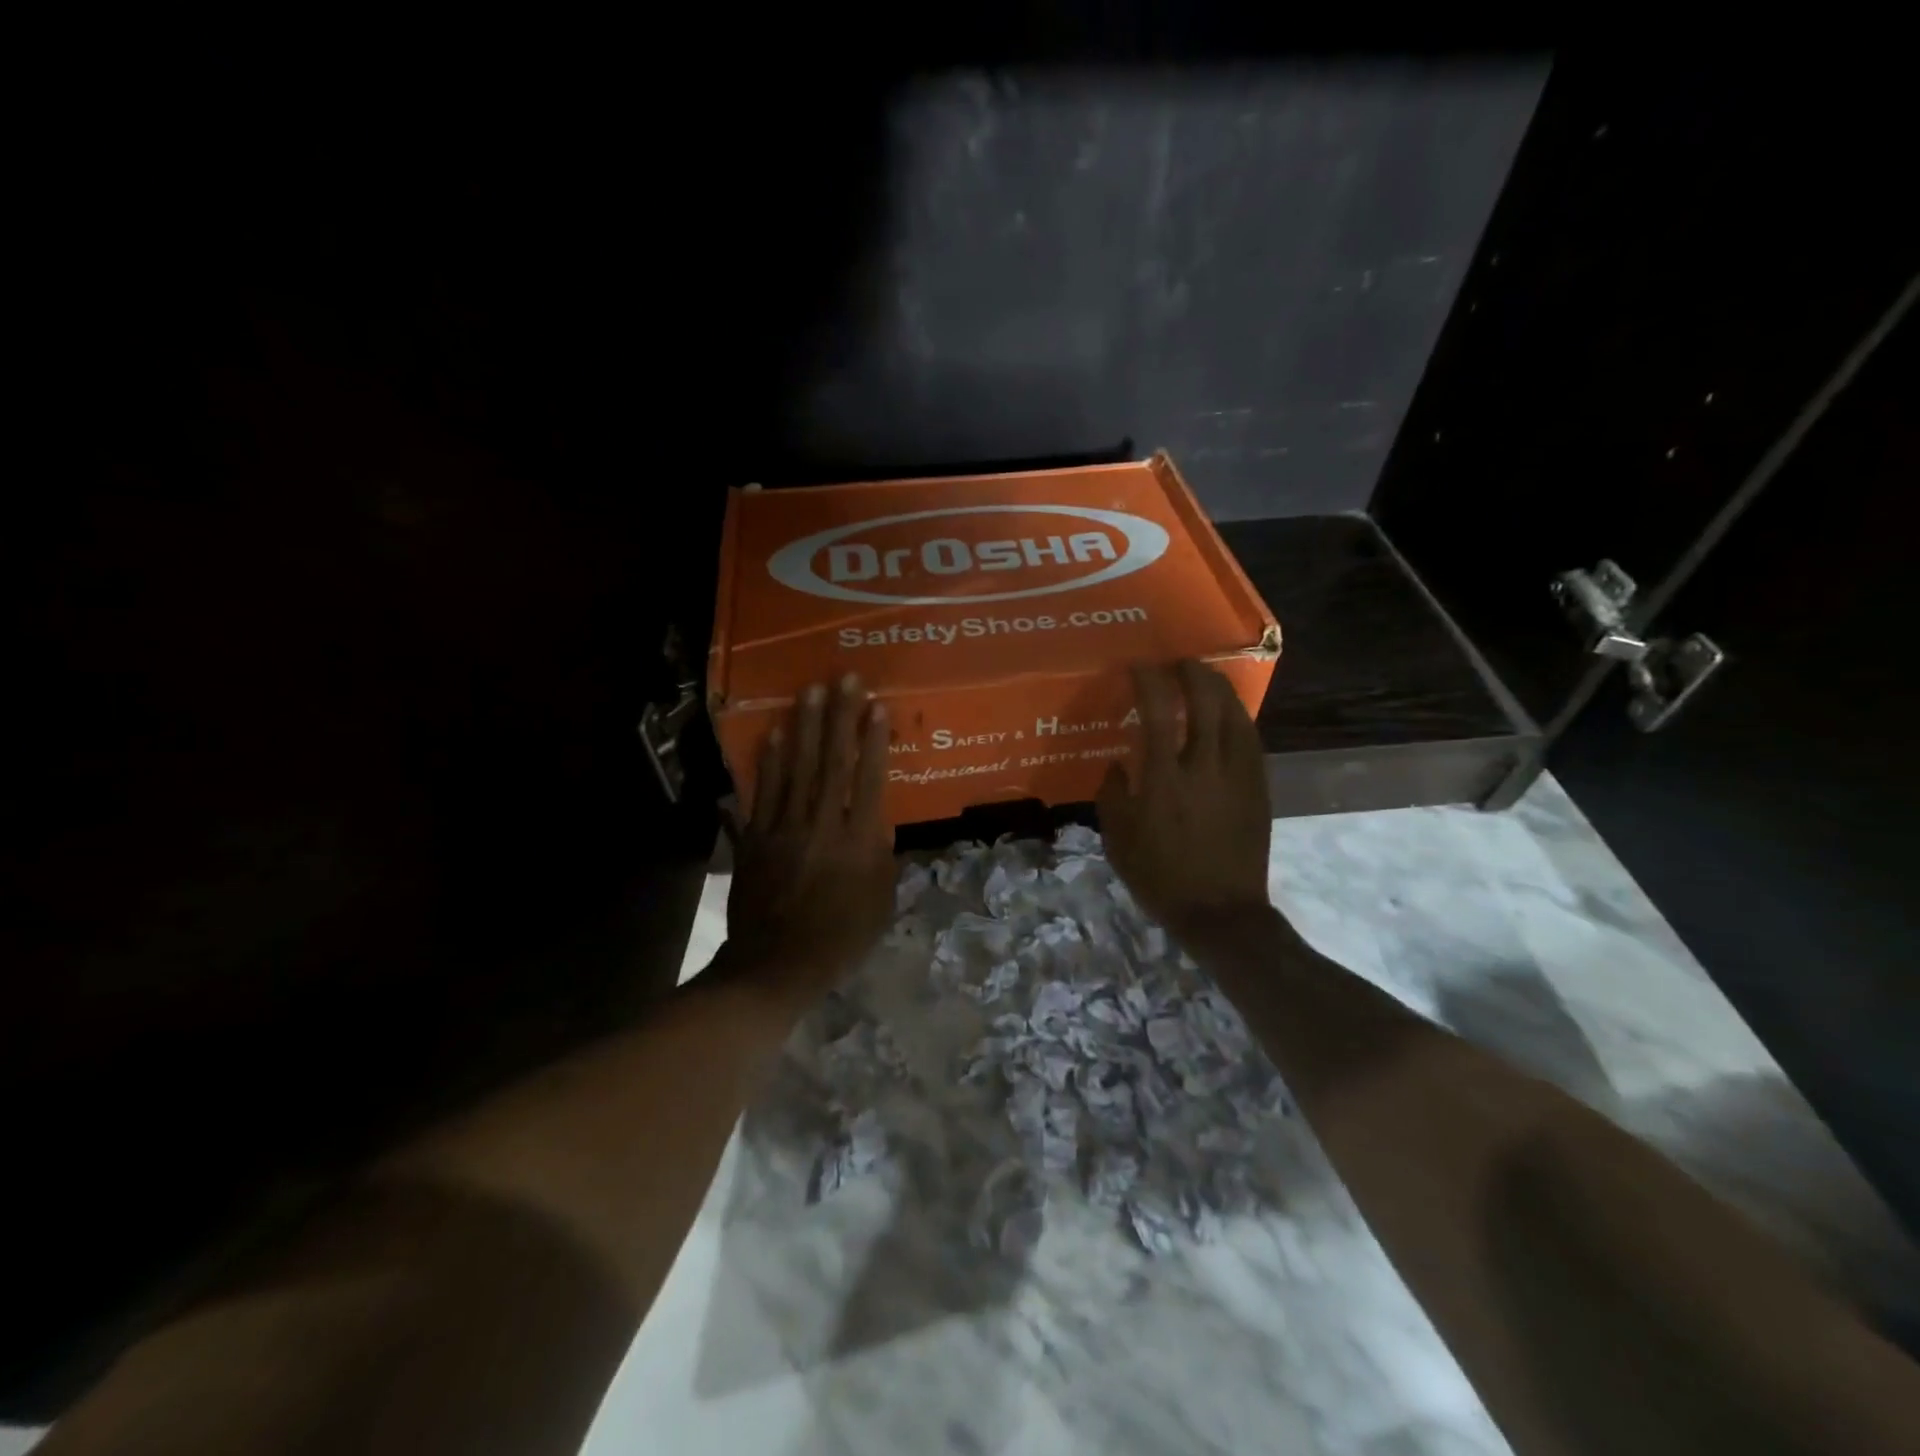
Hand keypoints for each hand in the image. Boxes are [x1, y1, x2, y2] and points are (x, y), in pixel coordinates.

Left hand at [724, 674, 894, 1010]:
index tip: (876, 706)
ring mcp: (784, 828)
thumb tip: (880, 821)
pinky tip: (773, 734)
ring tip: (809, 691)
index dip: (873, 740)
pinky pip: (763, 793)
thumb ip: (883, 858)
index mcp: (858, 843)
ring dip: (804, 726)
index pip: (868, 779)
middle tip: (844, 679)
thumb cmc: (839, 938)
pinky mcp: (756, 838)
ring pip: (796, 768)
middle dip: (840, 717)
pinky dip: (768, 762)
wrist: (776, 965)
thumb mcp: (879, 903)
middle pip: (832, 762)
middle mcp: (822, 825)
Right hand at [1097, 660, 1273, 938]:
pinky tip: (1230, 714)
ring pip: (1235, 716)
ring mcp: (1238, 776)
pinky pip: (1251, 740)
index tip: (1139, 666)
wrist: (1221, 912)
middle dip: (1193, 673)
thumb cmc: (1161, 878)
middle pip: (1206, 702)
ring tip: (1206, 678)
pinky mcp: (1259, 788)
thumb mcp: (1118, 840)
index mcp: (1165, 779)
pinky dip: (1238, 717)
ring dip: (1220, 689)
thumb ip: (1113, 795)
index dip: (1148, 681)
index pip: (1157, 712)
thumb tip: (1118, 764)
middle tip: (1179, 662)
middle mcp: (1205, 767)